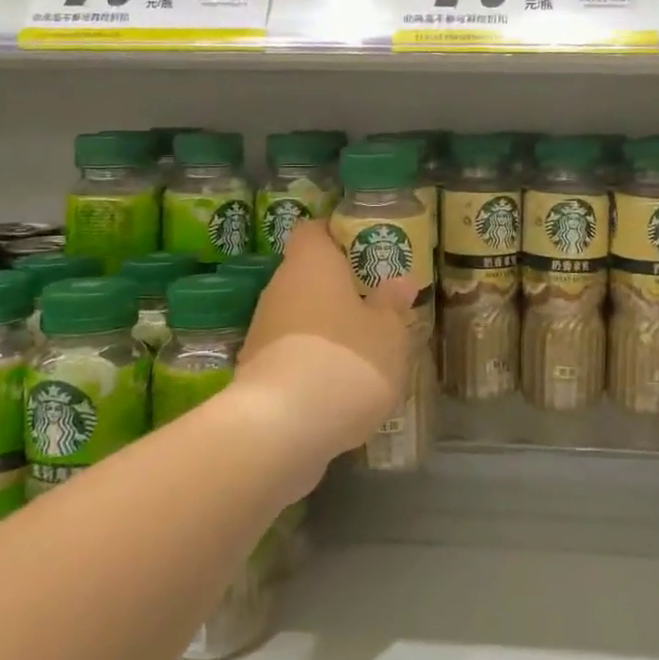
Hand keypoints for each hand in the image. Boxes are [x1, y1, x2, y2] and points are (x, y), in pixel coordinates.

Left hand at [235, 220, 416, 460]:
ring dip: (329, 326)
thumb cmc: (346, 361)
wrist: (281, 429)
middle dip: (340, 287)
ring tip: (366, 346)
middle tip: (377, 301)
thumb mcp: (388, 332)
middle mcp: (280, 288)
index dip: (339, 235)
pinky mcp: (258, 370)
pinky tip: (341, 382)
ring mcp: (264, 330)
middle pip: (309, 275)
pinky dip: (314, 359)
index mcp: (312, 263)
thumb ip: (392, 305)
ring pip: (301, 315)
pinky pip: (293, 351)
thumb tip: (400, 282)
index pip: (315, 230)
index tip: (367, 250)